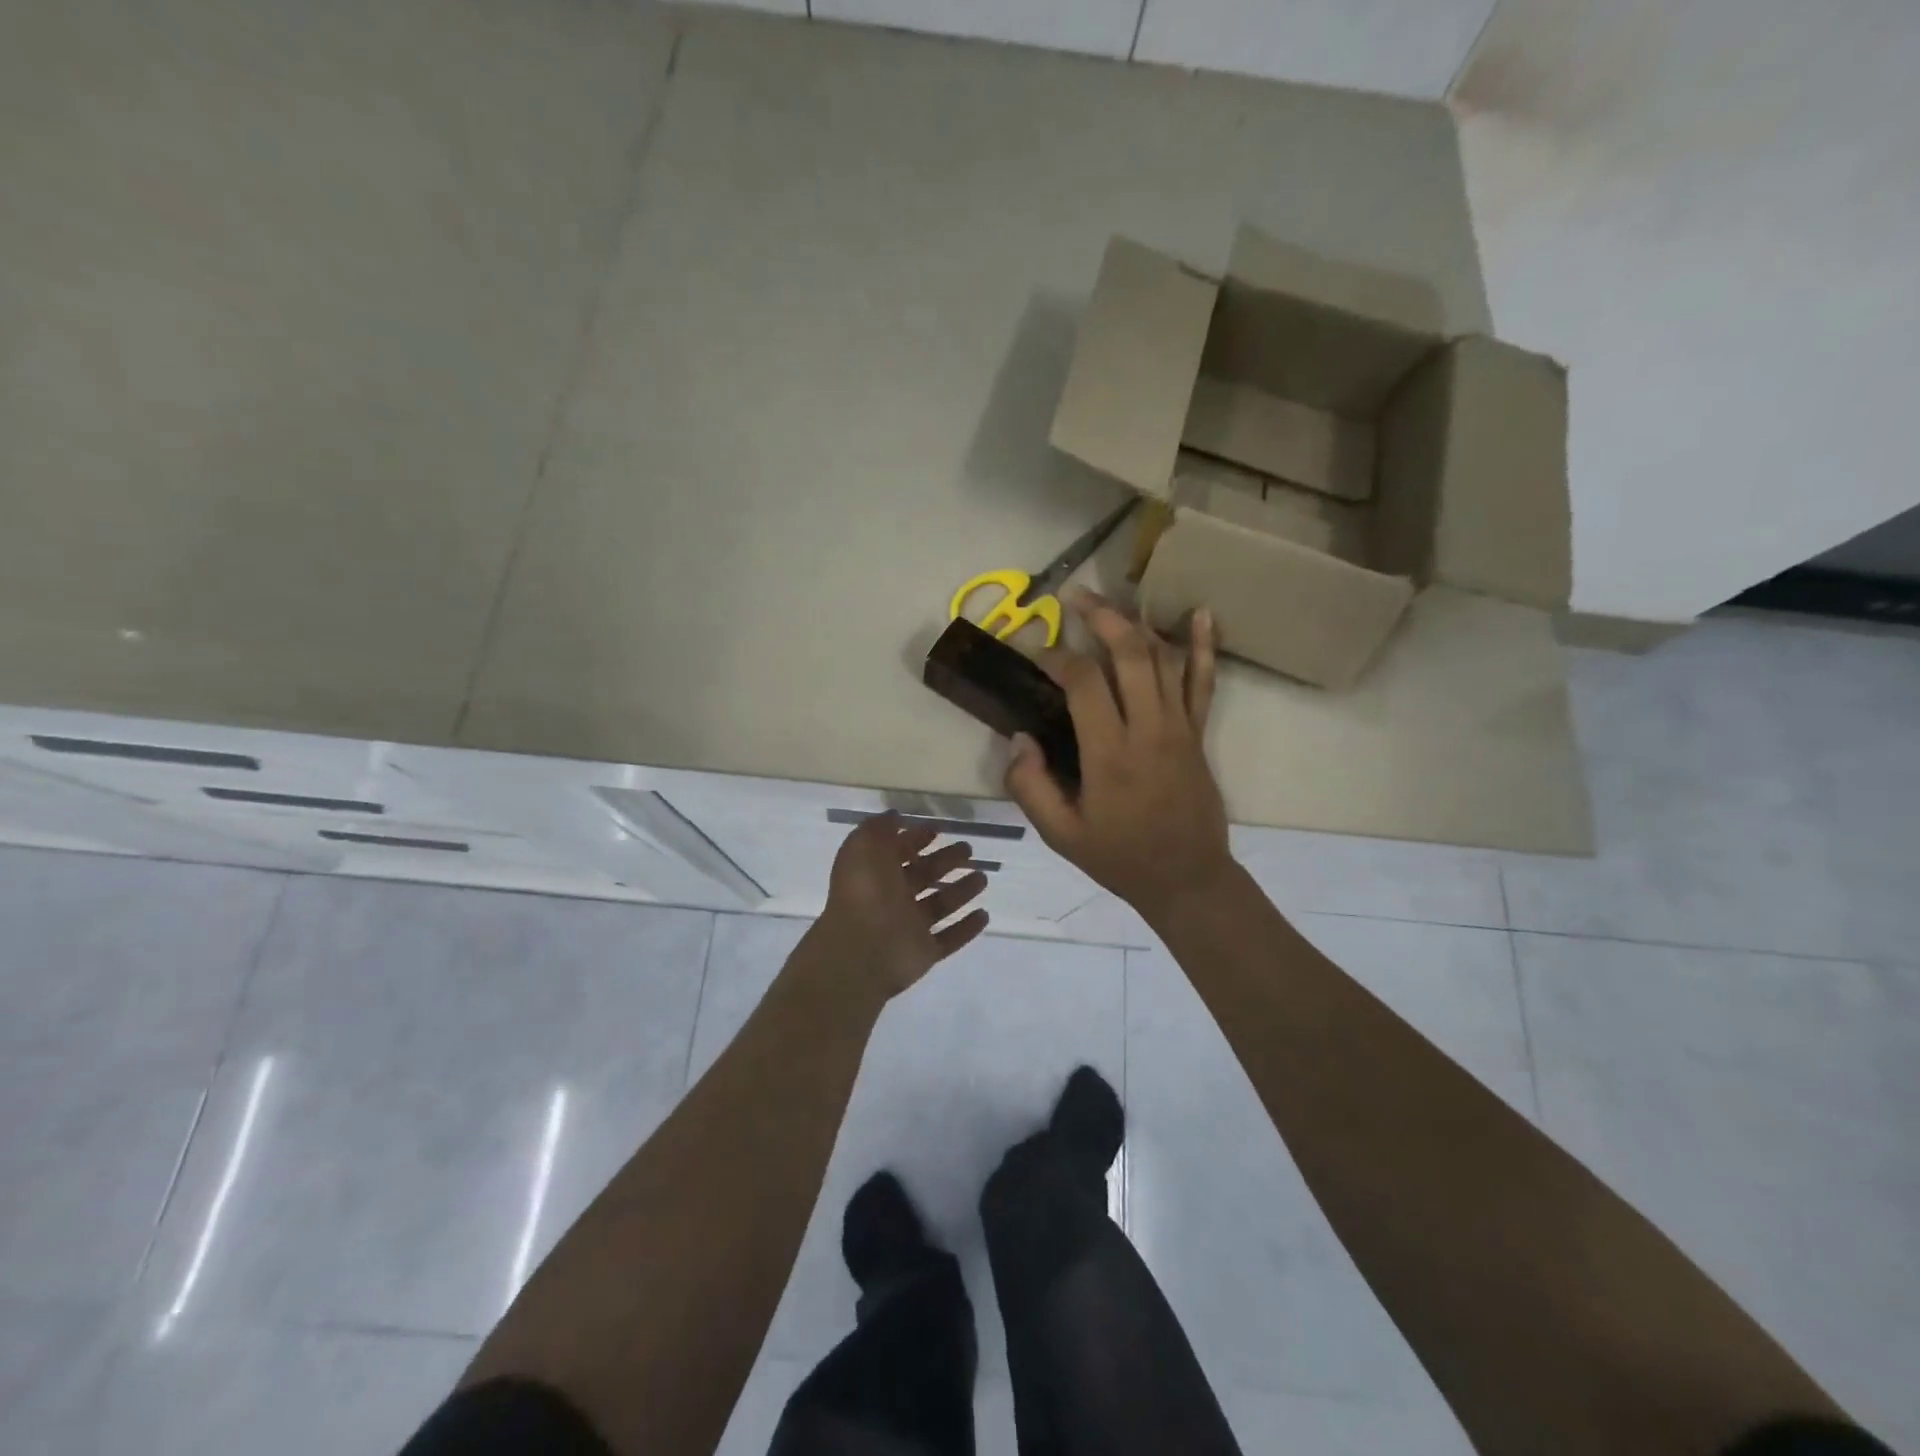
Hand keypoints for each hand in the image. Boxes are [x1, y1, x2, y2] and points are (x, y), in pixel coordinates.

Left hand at [816, 814, 990, 996]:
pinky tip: (984, 915)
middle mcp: (892, 899)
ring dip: (961, 891)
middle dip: (945, 860)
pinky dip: (967, 928)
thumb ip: (879, 828)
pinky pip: (949, 939)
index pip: (898, 852)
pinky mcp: (925, 952)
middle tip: (969, 849)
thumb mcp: (864, 846)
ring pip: (940, 905)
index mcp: (876, 873)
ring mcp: (909, 928)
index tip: (938, 829)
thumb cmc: (864, 892)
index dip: (916, 839)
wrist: (861, 950)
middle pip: (924, 876)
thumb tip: (895, 816)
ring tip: (983, 878)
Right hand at [1005, 591, 1233, 923]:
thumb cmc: (1119, 857)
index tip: (1036, 653)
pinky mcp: (1198, 733)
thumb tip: (1018, 738)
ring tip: (1109, 600)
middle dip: (1099, 617)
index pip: (1085, 684)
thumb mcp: (1061, 834)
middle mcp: (1149, 730)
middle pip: (1129, 655)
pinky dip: (1202, 646)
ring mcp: (1180, 728)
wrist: (1186, 878)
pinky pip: (1203, 682)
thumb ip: (1031, 787)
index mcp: (1110, 755)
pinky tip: (1201, 613)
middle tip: (1072, 597)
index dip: (1057, 658)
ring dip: (1135, 623)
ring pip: (1163, 659)